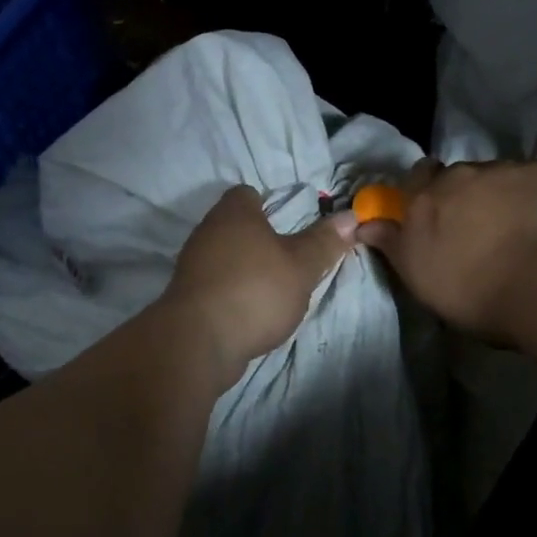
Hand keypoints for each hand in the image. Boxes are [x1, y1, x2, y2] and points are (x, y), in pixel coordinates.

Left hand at [160, 186, 357, 382]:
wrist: (198, 342)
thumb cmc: (255, 290)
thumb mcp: (301, 266)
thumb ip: (324, 241)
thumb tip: (350, 216)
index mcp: (234, 213)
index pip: (248, 194)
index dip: (270, 204)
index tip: (291, 224)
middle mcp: (207, 230)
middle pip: (236, 225)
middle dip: (260, 239)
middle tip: (288, 258)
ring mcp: (192, 264)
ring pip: (224, 255)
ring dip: (245, 267)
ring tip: (273, 288)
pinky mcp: (186, 295)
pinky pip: (215, 283)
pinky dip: (232, 291)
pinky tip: (250, 311)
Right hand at [356, 159, 536, 341]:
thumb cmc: (477, 290)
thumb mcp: (421, 278)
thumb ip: (393, 245)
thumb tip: (366, 224)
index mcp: (430, 196)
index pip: (418, 177)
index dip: (425, 192)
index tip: (436, 215)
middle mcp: (468, 173)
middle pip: (463, 177)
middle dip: (469, 196)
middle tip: (482, 230)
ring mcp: (515, 169)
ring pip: (504, 177)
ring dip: (507, 196)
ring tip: (523, 232)